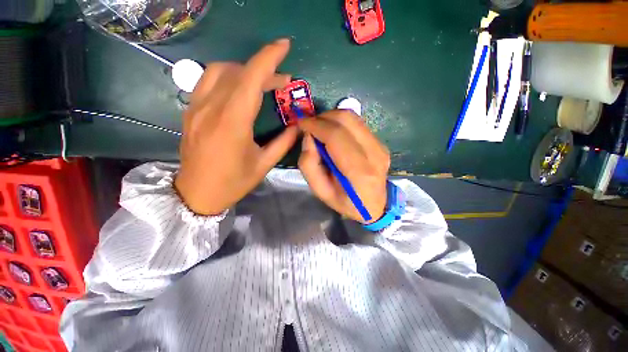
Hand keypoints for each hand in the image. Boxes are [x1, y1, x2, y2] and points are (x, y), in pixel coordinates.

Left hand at [175, 39, 298, 215]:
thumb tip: (299, 126)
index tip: (284, 46)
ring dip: (245, 71)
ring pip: (220, 71)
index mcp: (233, 123)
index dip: (269, 58)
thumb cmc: (233, 182)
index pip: (251, 78)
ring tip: (262, 84)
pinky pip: (208, 81)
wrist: (197, 194)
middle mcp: (212, 108)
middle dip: (265, 70)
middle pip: (239, 72)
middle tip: (283, 82)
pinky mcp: (190, 111)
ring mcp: (196, 107)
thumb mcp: (264, 164)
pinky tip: (239, 90)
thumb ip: (283, 142)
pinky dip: (229, 77)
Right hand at [298, 110, 389, 223]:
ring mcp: (380, 146)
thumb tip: (309, 137)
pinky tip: (334, 133)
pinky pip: (358, 123)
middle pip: (346, 119)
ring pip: (353, 117)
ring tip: (320, 128)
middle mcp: (374, 154)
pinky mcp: (380, 143)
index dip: (315, 125)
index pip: (336, 136)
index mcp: (359, 172)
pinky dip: (341, 123)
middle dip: (323, 117)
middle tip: (310, 126)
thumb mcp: (320, 191)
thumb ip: (309, 165)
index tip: (301, 123)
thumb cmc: (345, 202)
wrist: (374, 206)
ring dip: (332, 118)